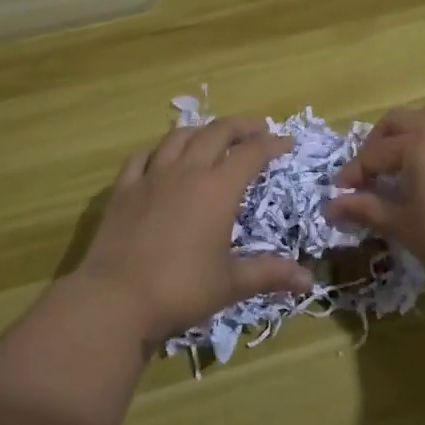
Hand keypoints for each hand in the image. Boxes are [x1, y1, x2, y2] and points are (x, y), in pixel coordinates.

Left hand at [74, 118, 312, 343]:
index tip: (287, 143)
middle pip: (216, 133)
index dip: (272, 144)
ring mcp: (151, 177)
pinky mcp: (123, 189)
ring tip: (213, 136)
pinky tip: (162, 155)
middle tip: (256, 130)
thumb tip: (308, 280)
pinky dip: (159, 149)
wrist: (115, 298)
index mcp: (218, 190)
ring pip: (179, 137)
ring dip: (202, 131)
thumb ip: (269, 274)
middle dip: (240, 127)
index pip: (251, 153)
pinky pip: (142, 156)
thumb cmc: (180, 289)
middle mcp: (186, 172)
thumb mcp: (230, 283)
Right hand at [324, 105, 424, 300]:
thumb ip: (365, 209)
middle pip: (401, 120)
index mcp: (419, 143)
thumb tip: (331, 206)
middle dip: (378, 143)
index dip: (353, 174)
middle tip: (371, 173)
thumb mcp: (403, 226)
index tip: (341, 195)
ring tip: (405, 164)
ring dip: (412, 133)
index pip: (374, 153)